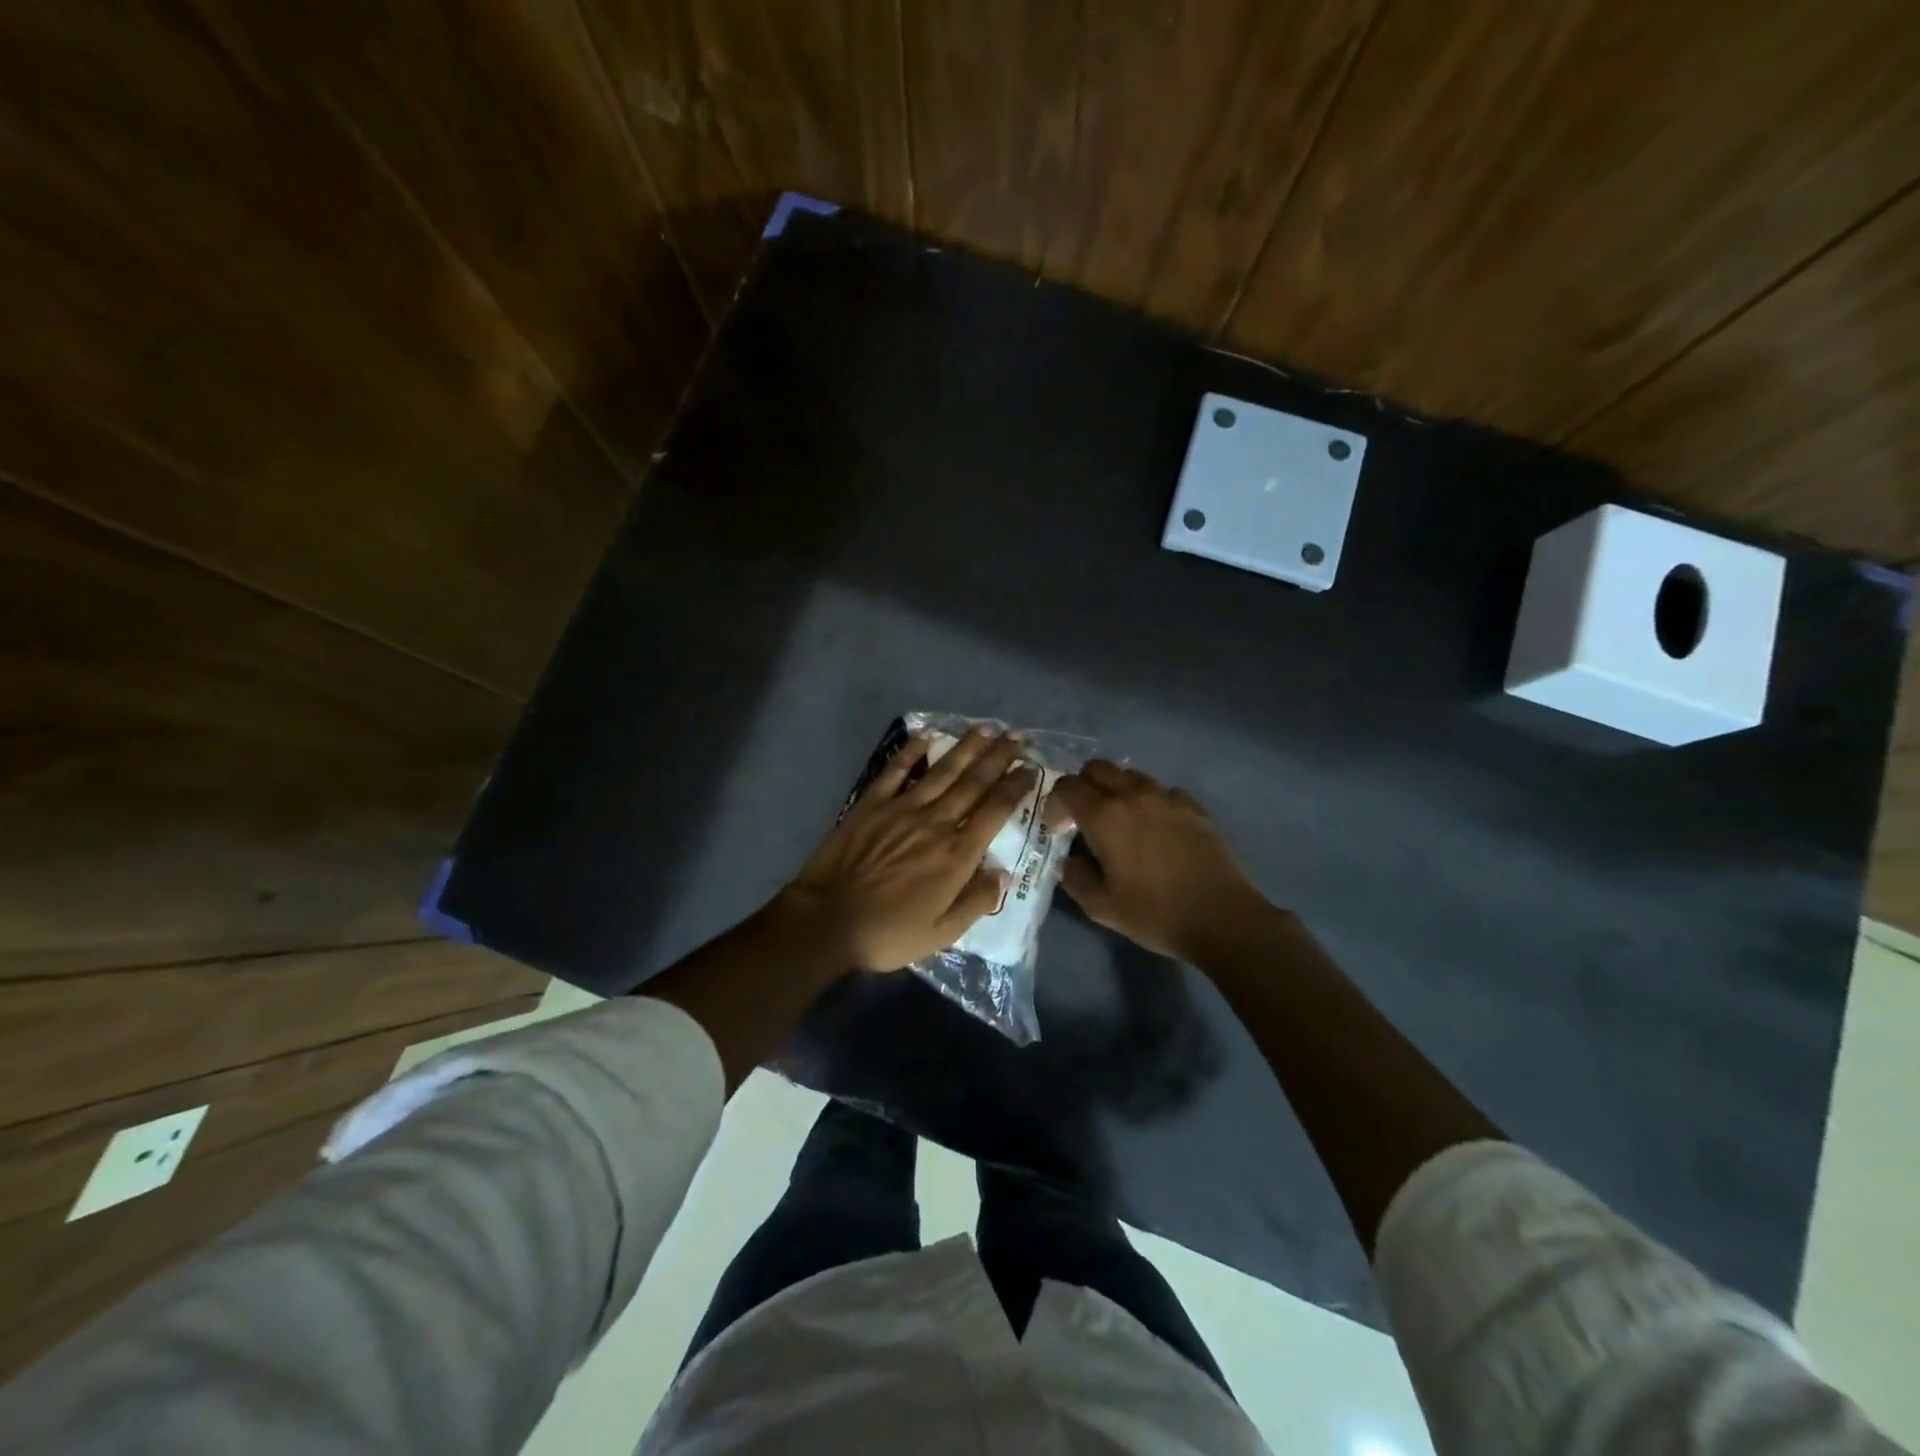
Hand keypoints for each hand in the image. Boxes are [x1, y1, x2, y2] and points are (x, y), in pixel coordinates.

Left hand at [782, 727, 1038, 971]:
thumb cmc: (889, 933)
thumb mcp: (942, 933)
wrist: (828, 921)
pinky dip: (911, 752)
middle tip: (1016, 737)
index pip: (995, 811)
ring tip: (985, 728)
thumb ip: (976, 902)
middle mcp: (936, 822)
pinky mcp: (871, 804)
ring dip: (965, 748)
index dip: (1015, 787)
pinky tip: (925, 736)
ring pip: (942, 771)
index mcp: (957, 854)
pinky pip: (895, 771)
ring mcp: (902, 808)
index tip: (1030, 768)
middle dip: (998, 758)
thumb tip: (1002, 873)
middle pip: (974, 783)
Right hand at [1046, 761, 1272, 962]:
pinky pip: (1161, 790)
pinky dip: (1147, 800)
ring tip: (1118, 822)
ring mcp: (1168, 797)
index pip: (1067, 788)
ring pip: (1129, 775)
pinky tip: (1154, 829)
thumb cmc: (1156, 914)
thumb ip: (1076, 879)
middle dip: (1082, 787)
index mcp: (1105, 816)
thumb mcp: (1103, 908)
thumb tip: (1068, 861)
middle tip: (1082, 818)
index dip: (1054, 804)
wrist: (1224, 918)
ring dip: (1114, 790)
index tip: (1056, 829)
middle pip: (1097, 769)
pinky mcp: (1194, 806)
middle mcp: (1134, 796)